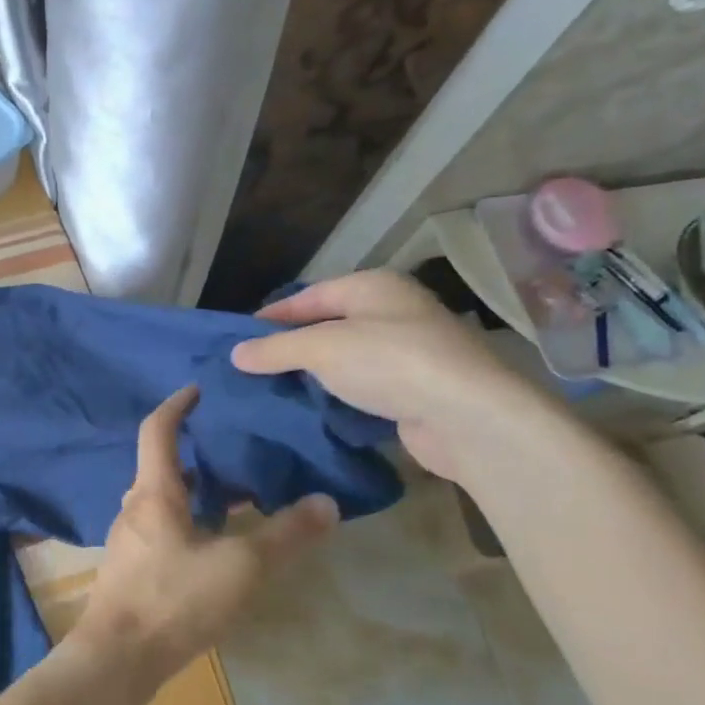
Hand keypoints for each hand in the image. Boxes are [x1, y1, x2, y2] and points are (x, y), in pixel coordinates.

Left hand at [69, 387, 339, 696]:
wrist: (118, 658)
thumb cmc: (175, 600)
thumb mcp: (241, 567)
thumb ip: (285, 535)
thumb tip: (326, 503)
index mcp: (154, 491)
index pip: (158, 430)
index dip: (177, 405)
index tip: (198, 389)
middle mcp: (134, 507)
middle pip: (162, 466)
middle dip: (196, 453)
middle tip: (234, 449)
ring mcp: (128, 540)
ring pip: (162, 500)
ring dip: (194, 491)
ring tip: (235, 497)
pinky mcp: (130, 569)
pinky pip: (161, 528)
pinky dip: (187, 521)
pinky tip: (213, 547)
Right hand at [230, 271, 548, 481]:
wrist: (468, 417)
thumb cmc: (390, 362)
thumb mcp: (322, 348)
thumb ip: (276, 349)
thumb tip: (236, 354)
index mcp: (373, 287)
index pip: (311, 296)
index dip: (274, 315)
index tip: (240, 337)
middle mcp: (393, 312)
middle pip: (329, 326)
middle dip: (292, 347)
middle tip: (253, 367)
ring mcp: (409, 352)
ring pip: (347, 359)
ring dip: (314, 375)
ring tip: (274, 391)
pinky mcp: (416, 391)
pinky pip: (365, 388)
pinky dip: (339, 397)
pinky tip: (313, 411)